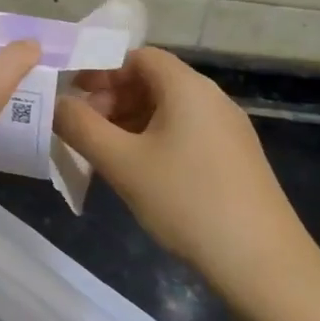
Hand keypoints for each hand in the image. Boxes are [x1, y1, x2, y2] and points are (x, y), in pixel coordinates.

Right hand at [53, 48, 319, 294]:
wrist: (263, 263)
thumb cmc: (186, 201)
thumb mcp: (121, 162)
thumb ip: (80, 126)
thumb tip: (56, 103)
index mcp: (187, 87)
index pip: (138, 56)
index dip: (101, 70)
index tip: (72, 96)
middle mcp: (211, 98)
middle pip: (152, 81)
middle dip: (112, 98)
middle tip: (82, 130)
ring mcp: (227, 129)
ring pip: (168, 110)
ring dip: (130, 122)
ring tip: (104, 154)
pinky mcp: (234, 158)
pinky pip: (185, 132)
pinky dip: (154, 140)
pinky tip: (139, 174)